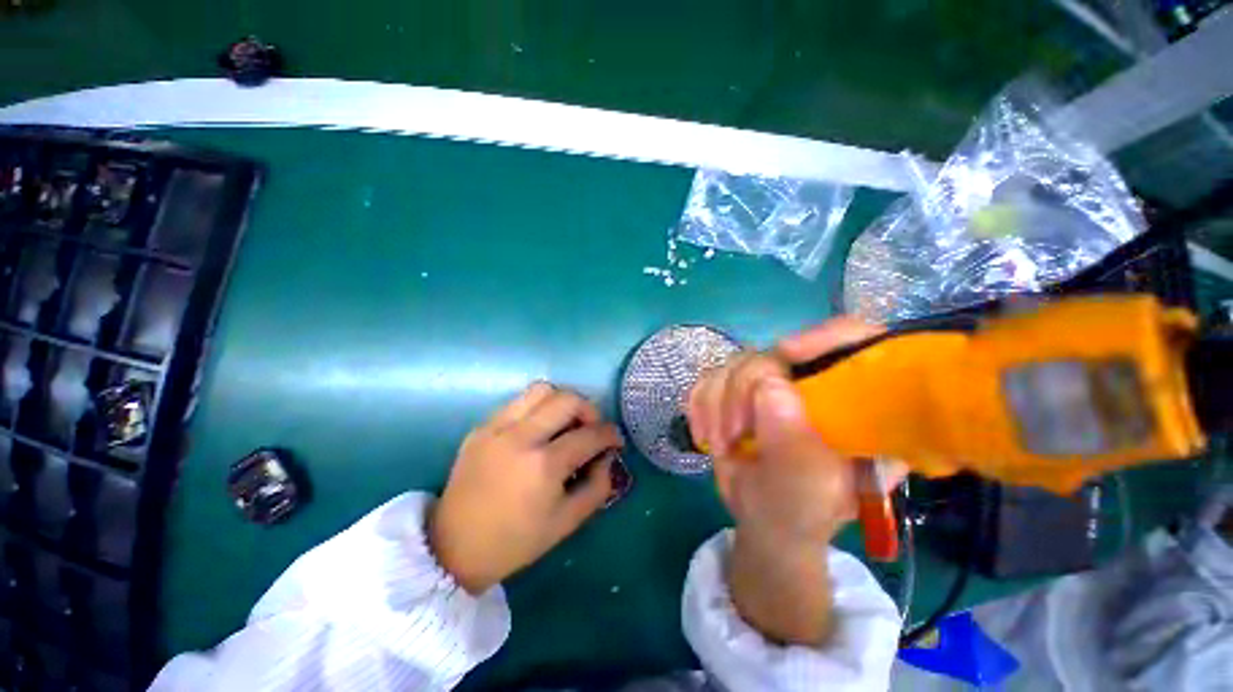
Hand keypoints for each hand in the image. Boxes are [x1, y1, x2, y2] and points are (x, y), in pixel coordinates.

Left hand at [430, 382, 623, 593]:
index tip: (616, 440)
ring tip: (566, 422)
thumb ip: (598, 486)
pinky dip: (538, 408)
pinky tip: (539, 429)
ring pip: (542, 390)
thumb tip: (607, 456)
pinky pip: (519, 401)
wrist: (453, 547)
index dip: (611, 434)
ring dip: (563, 401)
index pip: (590, 434)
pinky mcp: (482, 426)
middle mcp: (521, 437)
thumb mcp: (567, 522)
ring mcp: (497, 428)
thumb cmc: (515, 541)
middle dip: (590, 410)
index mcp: (544, 466)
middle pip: (568, 399)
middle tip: (591, 428)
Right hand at [687, 317, 897, 644]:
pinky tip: (706, 433)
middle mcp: (814, 385)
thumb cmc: (798, 512)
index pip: (857, 343)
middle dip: (744, 390)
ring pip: (734, 362)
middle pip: (775, 353)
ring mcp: (772, 383)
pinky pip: (709, 377)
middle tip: (734, 433)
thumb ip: (795, 447)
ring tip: (721, 444)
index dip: (827, 337)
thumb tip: (769, 387)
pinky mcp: (737, 388)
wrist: (761, 518)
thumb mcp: (807, 492)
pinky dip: (700, 404)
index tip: (788, 352)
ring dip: (717, 404)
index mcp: (855, 406)